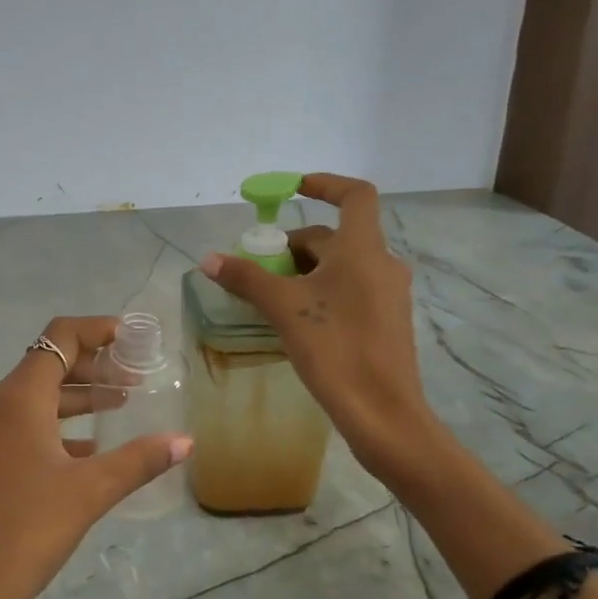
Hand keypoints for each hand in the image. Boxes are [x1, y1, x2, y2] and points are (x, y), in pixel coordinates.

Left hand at [0, 315, 190, 598]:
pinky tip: (85, 451)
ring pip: (33, 399)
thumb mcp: (87, 494)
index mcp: (17, 399)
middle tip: (137, 379)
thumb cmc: (20, 534)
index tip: (134, 339)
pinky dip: (54, 428)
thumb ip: (138, 461)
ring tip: (120, 406)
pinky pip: (19, 428)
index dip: (99, 330)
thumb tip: (185, 440)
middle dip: (94, 367)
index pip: (60, 338)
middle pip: (47, 366)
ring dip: (76, 399)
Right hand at [201, 173, 434, 478]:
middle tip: (259, 266)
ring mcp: (388, 296)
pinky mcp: (386, 323)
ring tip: (270, 295)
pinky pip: (350, 291)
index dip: (325, 184)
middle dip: (295, 245)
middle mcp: (382, 264)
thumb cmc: (336, 350)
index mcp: (364, 250)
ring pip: (342, 267)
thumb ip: (247, 279)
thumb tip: (209, 259)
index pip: (355, 196)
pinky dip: (321, 292)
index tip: (294, 188)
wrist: (383, 414)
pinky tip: (296, 321)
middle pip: (336, 237)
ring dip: (305, 271)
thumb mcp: (284, 310)